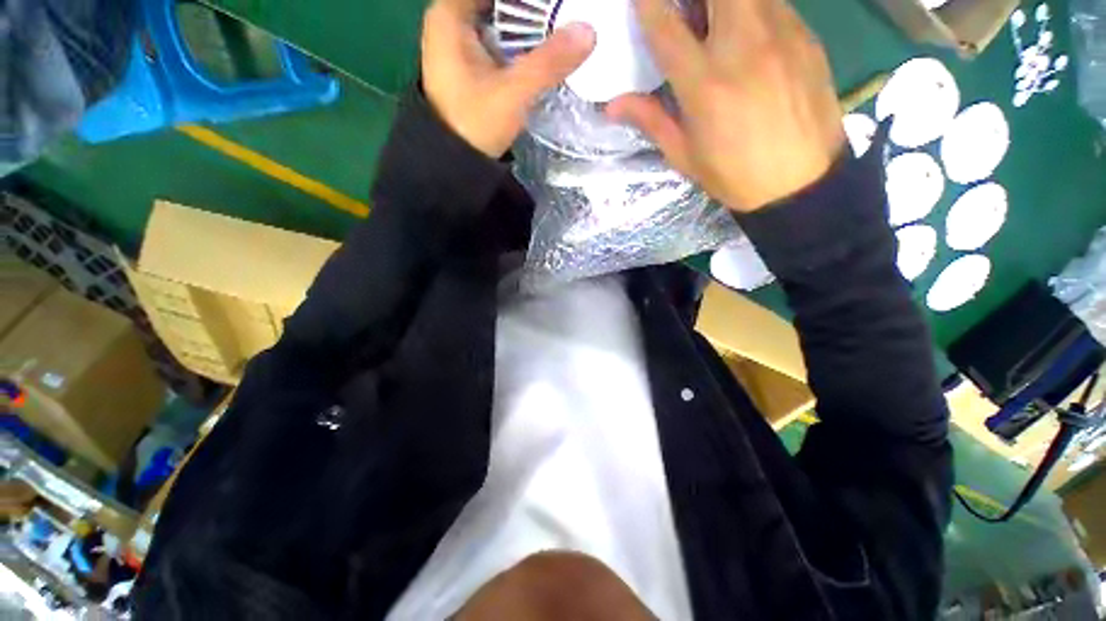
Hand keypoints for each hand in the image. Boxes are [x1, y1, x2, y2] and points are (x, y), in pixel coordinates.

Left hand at [421, 0, 596, 157]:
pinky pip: (500, 42)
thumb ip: (549, 63)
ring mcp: (460, 45)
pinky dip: (522, 43)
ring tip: (561, 28)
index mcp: (450, 15)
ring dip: (529, 25)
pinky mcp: (472, 67)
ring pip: (501, 21)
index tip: (554, 6)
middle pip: (499, 3)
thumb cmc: (474, 124)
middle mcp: (451, 22)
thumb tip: (589, 31)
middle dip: (532, 8)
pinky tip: (545, 50)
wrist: (455, 164)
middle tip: (564, 14)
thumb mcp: (512, 94)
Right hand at [607, 0, 844, 211]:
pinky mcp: (806, 36)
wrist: (801, 183)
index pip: (666, 26)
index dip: (648, 4)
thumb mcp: (684, 156)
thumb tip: (612, 105)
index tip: (640, 0)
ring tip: (715, 23)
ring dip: (724, 1)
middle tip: (686, 10)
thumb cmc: (733, 175)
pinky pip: (774, 2)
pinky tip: (748, 33)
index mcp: (705, 85)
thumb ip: (650, 120)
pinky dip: (753, 7)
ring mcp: (781, 34)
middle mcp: (743, 46)